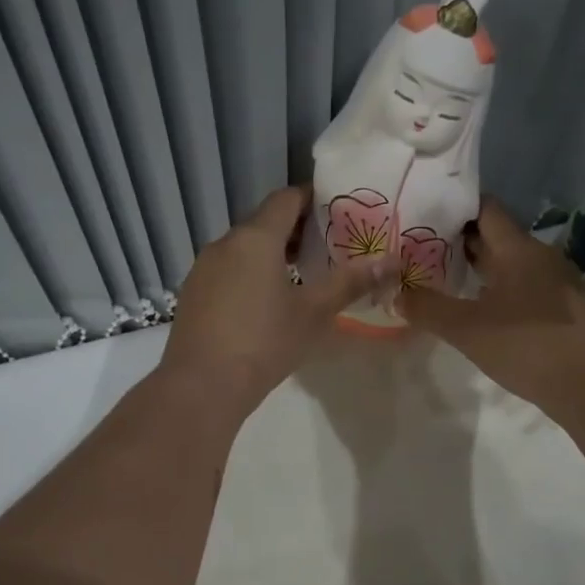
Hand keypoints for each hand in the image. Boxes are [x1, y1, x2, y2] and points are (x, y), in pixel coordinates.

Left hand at [160, 185, 394, 419]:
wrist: (202, 385)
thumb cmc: (264, 342)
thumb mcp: (313, 313)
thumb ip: (350, 283)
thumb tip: (391, 262)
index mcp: (256, 238)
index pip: (286, 199)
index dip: (312, 199)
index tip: (337, 211)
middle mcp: (225, 243)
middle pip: (264, 222)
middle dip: (296, 230)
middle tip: (328, 246)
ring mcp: (203, 268)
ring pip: (243, 248)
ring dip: (272, 253)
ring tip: (301, 275)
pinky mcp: (193, 294)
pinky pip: (227, 270)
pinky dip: (250, 273)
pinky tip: (265, 302)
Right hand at [400, 198, 584, 422]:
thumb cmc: (528, 347)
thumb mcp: (467, 330)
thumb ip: (428, 309)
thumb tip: (397, 294)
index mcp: (519, 249)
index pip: (486, 209)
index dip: (455, 208)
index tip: (424, 217)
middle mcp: (542, 256)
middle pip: (497, 237)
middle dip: (461, 242)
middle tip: (423, 251)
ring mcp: (559, 282)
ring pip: (512, 265)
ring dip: (481, 270)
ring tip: (446, 281)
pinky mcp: (567, 309)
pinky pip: (526, 287)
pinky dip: (501, 291)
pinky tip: (485, 313)